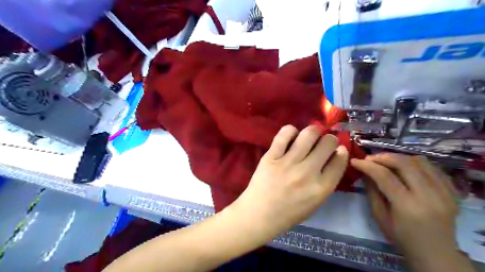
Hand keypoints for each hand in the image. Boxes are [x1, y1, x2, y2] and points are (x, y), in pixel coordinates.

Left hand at [231, 125, 347, 237]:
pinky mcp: (271, 156)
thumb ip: (326, 182)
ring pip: (308, 134)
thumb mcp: (315, 203)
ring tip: (311, 135)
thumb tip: (334, 157)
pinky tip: (292, 135)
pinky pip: (285, 134)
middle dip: (329, 139)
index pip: (339, 161)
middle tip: (323, 142)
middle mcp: (307, 173)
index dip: (341, 151)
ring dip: (314, 131)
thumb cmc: (288, 213)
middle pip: (327, 143)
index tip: (338, 149)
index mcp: (321, 188)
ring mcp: (288, 163)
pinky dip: (291, 130)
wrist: (259, 214)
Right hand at [353, 153, 473, 271]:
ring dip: (398, 157)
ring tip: (386, 161)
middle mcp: (429, 196)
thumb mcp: (380, 216)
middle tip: (369, 158)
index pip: (385, 176)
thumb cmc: (401, 237)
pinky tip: (405, 167)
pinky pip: (433, 168)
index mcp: (407, 206)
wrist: (435, 253)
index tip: (355, 161)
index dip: (367, 165)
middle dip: (382, 157)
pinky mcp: (453, 192)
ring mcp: (445, 192)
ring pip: (420, 162)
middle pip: (404, 164)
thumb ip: (372, 191)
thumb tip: (364, 171)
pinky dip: (415, 163)